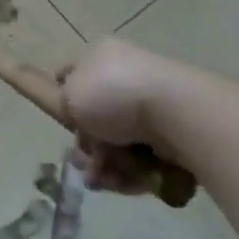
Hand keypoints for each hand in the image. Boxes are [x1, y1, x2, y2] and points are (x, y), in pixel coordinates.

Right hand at [61, 38, 194, 196]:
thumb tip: (77, 116)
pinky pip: (143, 158)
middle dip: (86, 144)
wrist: (175, 114)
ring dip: (105, 164)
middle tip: (82, 160)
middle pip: (96, 117)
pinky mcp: (172, 136)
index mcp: (101, 56)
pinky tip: (122, 182)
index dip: (63, 98)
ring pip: (118, 142)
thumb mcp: (70, 95)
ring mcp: (152, 107)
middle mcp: (126, 77)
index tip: (62, 122)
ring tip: (101, 179)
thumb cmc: (113, 95)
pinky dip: (131, 173)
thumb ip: (63, 104)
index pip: (73, 74)